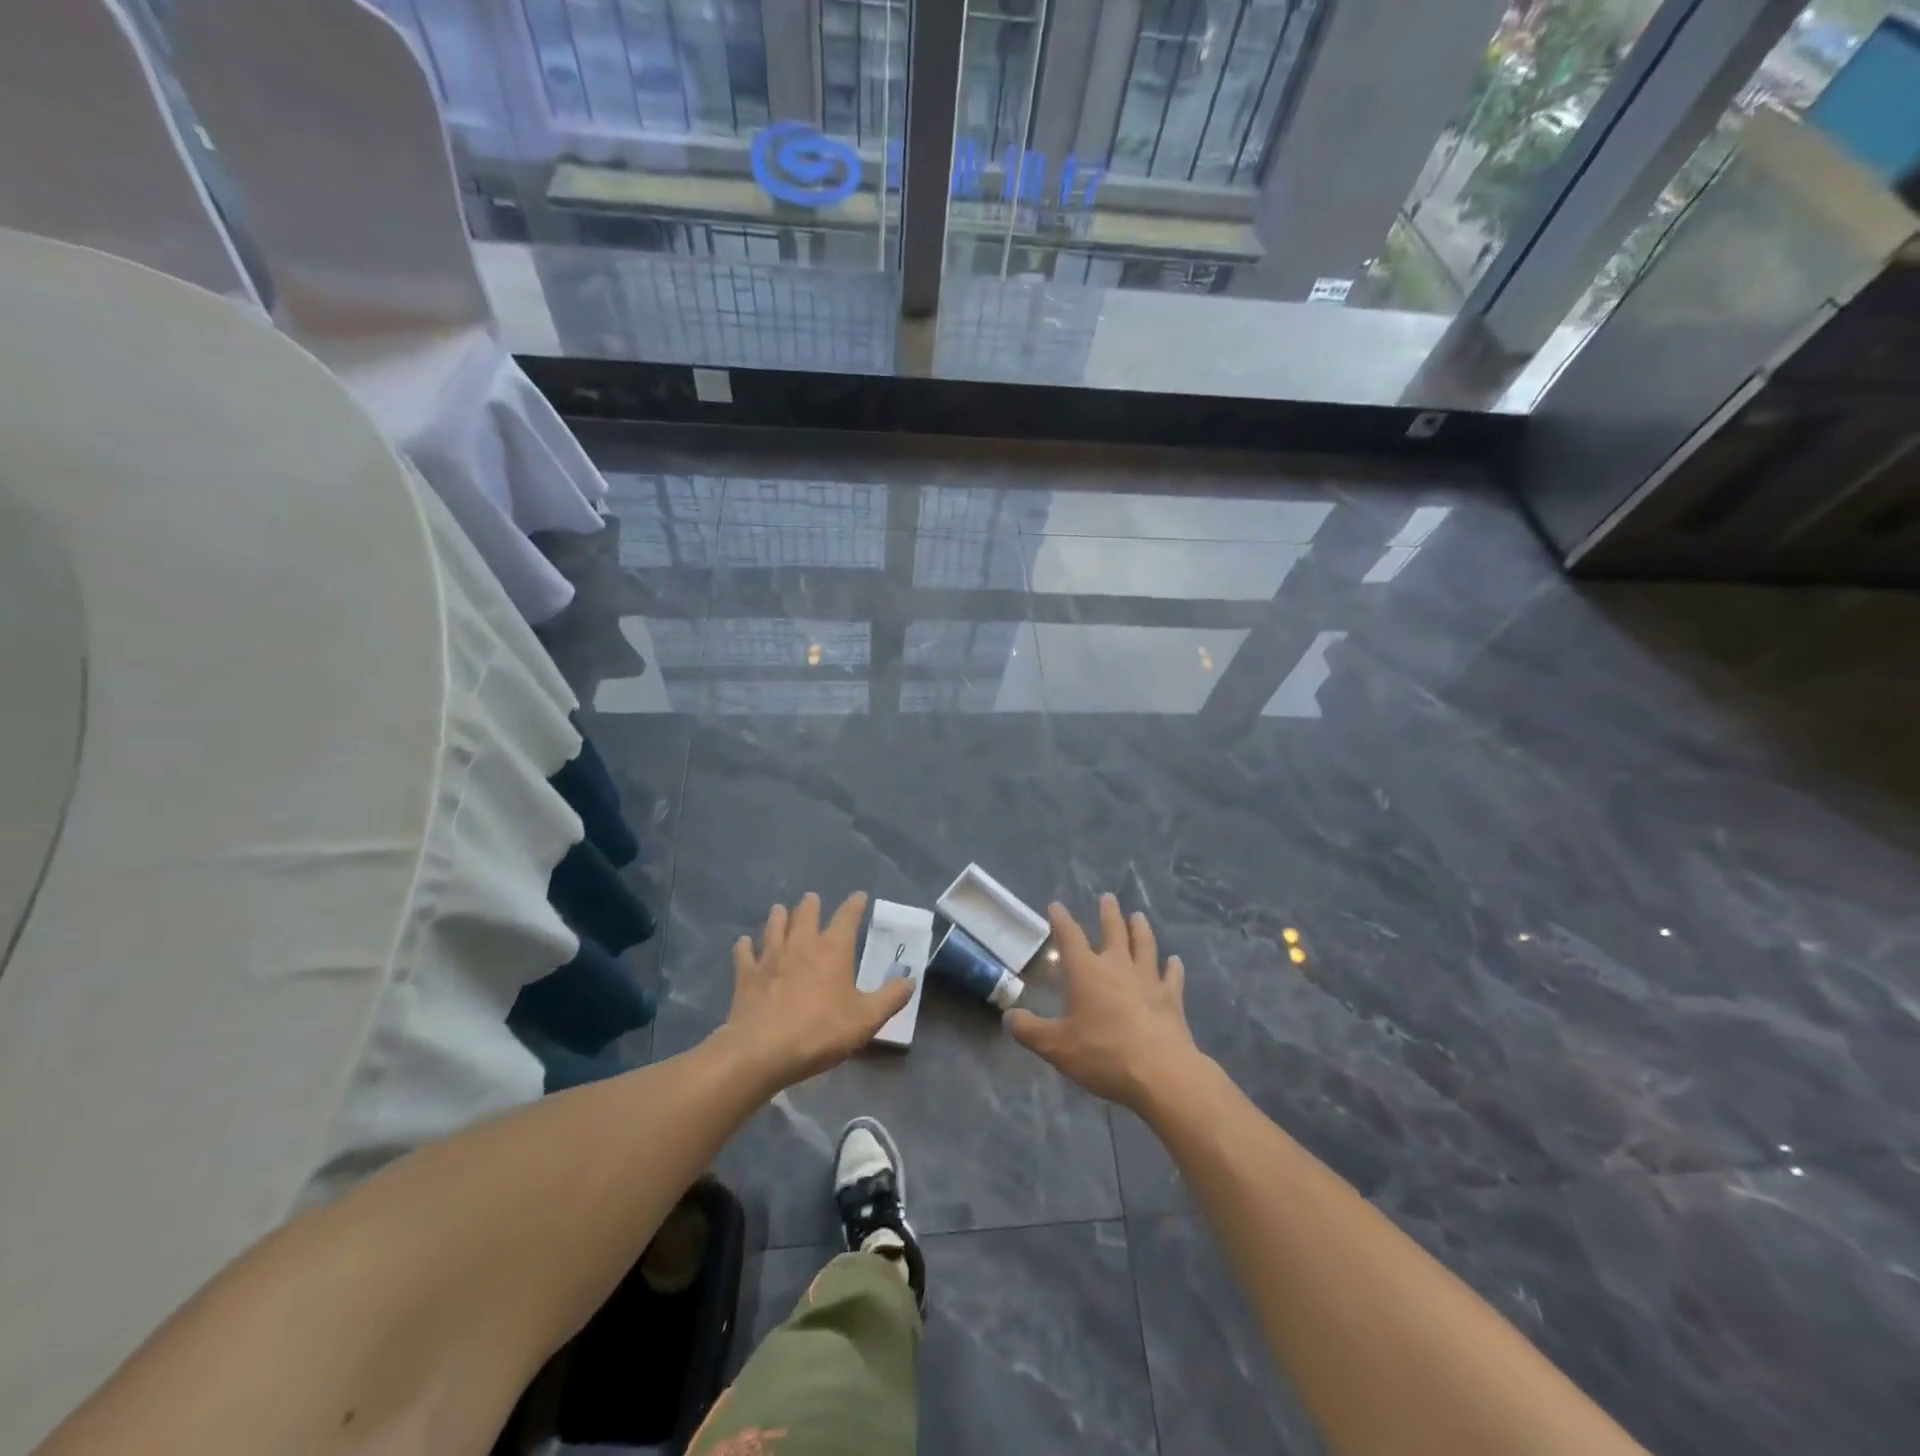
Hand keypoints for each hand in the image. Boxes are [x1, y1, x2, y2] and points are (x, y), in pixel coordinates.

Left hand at [719, 892, 910, 1090]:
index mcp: (834, 950)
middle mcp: (802, 944)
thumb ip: (890, 998)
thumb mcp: (866, 1020)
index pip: (847, 917)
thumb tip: (910, 980)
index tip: (859, 896)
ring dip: (779, 916)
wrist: (763, 1051)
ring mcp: (771, 957)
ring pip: (775, 926)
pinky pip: (745, 953)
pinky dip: (745, 946)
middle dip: (811, 904)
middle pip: (806, 914)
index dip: (854, 904)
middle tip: (812, 898)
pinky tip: (744, 943)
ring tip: (780, 909)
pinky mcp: (747, 975)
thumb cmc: (820, 1032)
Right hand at [1005, 895, 1200, 1110]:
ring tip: (1138, 917)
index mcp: (1086, 972)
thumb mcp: (1057, 1047)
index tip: (1056, 906)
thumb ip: (1030, 1031)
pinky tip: (1174, 961)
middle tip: (1108, 898)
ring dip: (1140, 930)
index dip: (1061, 920)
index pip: (1070, 937)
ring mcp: (1148, 980)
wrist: (1160, 1073)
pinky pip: (1172, 976)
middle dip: (1108, 913)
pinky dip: (1173, 967)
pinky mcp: (1171, 999)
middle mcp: (1118, 967)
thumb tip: (1008, 1017)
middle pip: (1114, 931)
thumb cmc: (1103, 1054)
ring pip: (1144, 946)